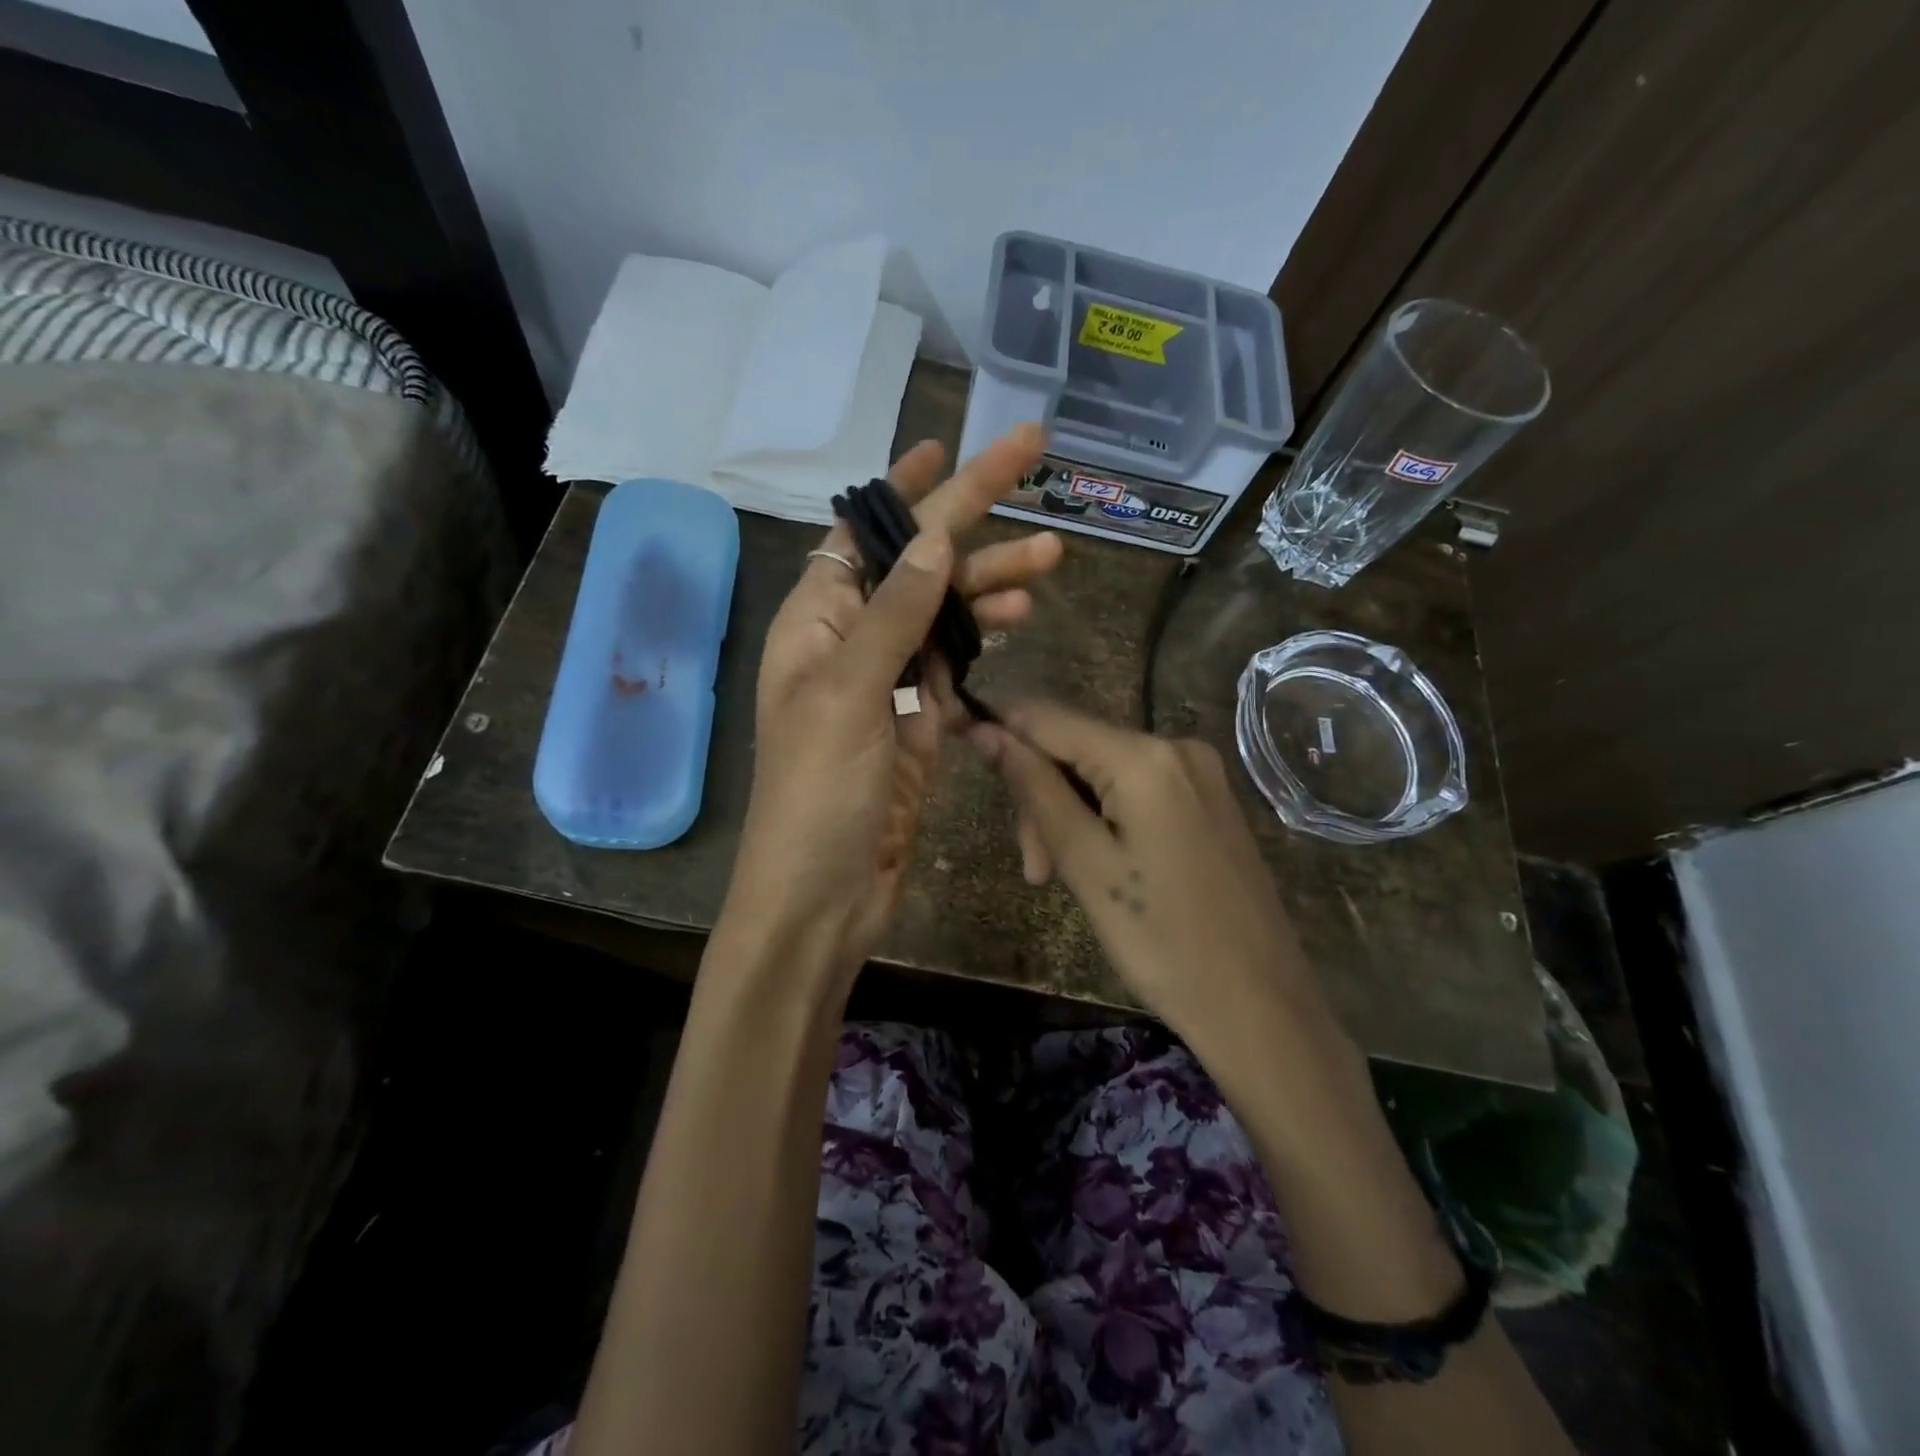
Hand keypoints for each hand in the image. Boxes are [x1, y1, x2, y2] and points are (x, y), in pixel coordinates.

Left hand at [723, 425, 1061, 993]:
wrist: (824, 894)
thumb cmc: (818, 794)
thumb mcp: (847, 695)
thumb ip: (893, 616)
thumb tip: (934, 541)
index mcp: (816, 620)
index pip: (864, 534)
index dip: (906, 490)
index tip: (947, 446)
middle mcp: (849, 640)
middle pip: (917, 565)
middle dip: (974, 521)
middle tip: (1035, 468)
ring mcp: (886, 682)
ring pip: (944, 613)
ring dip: (991, 583)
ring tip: (1050, 561)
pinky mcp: (916, 721)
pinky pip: (953, 662)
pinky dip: (984, 638)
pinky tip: (1020, 616)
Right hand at [969, 701, 1330, 1048]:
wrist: (1260, 1005)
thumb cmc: (1162, 942)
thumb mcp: (1084, 863)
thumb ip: (1033, 788)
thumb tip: (985, 730)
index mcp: (1144, 756)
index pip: (1046, 717)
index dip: (998, 729)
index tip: (961, 751)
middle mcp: (1176, 745)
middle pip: (1076, 747)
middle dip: (1041, 796)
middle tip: (1034, 869)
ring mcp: (1199, 772)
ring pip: (1103, 771)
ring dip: (1069, 814)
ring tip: (1059, 878)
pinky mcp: (1209, 799)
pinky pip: (1136, 789)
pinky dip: (1105, 818)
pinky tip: (1102, 864)